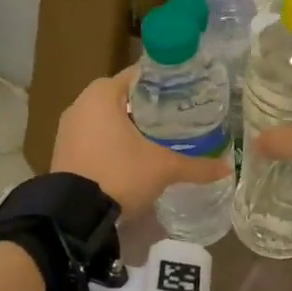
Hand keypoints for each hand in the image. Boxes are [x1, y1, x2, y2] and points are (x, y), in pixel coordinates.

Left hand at [50, 66, 229, 217]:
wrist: (73, 215)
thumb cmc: (119, 174)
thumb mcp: (162, 168)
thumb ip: (196, 166)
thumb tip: (227, 168)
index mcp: (102, 94)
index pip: (140, 75)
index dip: (165, 83)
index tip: (187, 92)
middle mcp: (81, 103)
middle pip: (124, 96)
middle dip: (150, 106)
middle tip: (180, 116)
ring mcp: (69, 128)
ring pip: (108, 118)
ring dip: (131, 125)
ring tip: (162, 136)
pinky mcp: (64, 150)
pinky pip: (95, 136)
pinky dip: (114, 141)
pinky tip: (135, 155)